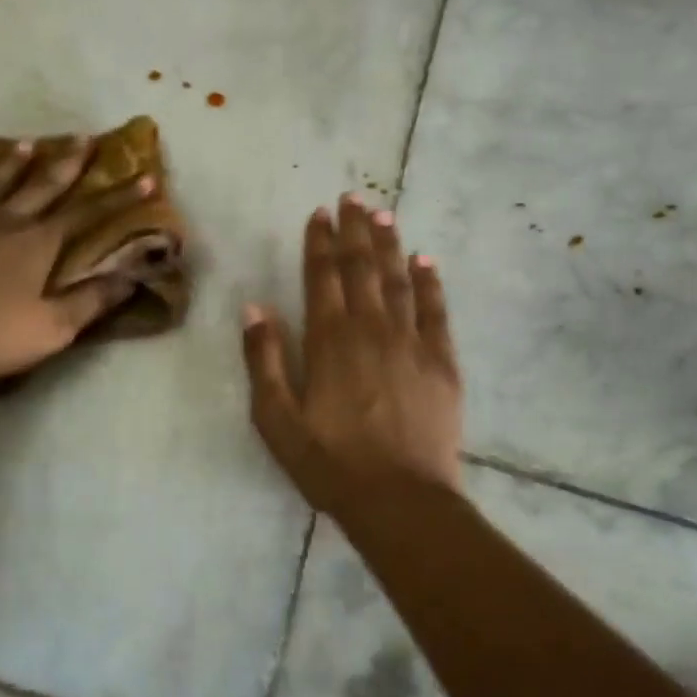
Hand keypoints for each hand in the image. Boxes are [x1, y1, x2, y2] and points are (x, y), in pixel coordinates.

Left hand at [0, 138, 151, 399]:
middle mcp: (2, 223)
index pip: (88, 214)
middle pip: (42, 187)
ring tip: (26, 144)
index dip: (119, 198)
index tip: (145, 179)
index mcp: (37, 244)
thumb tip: (132, 275)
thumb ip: (93, 299)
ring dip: (11, 164)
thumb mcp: (54, 328)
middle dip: (68, 164)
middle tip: (84, 139)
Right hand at [241, 195, 462, 517]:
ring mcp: (411, 342)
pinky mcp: (442, 362)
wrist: (400, 499)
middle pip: (362, 268)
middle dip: (355, 230)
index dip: (320, 243)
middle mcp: (371, 329)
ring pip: (398, 280)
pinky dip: (430, 282)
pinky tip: (425, 260)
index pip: (322, 277)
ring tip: (383, 213)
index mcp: (329, 341)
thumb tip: (254, 308)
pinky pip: (436, 310)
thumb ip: (264, 360)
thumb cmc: (330, 463)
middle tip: (353, 197)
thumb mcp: (277, 419)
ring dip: (389, 244)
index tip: (320, 214)